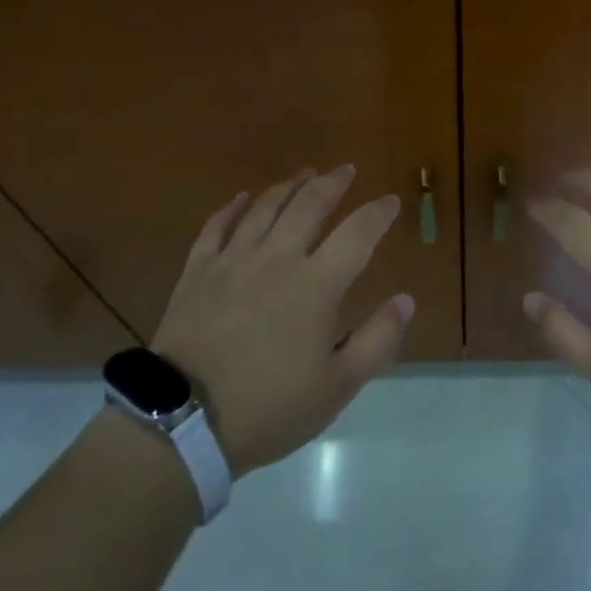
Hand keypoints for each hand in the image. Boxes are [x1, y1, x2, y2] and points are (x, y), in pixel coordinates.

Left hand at [151, 166, 412, 475]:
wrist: (184, 421)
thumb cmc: (270, 407)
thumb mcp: (337, 386)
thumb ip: (377, 340)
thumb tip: (405, 299)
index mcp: (316, 285)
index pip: (357, 234)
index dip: (378, 213)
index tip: (391, 201)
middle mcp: (277, 258)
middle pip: (309, 205)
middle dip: (332, 183)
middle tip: (345, 170)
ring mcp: (233, 260)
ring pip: (264, 207)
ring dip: (288, 186)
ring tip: (304, 173)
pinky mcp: (198, 270)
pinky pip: (217, 226)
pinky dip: (233, 207)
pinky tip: (242, 198)